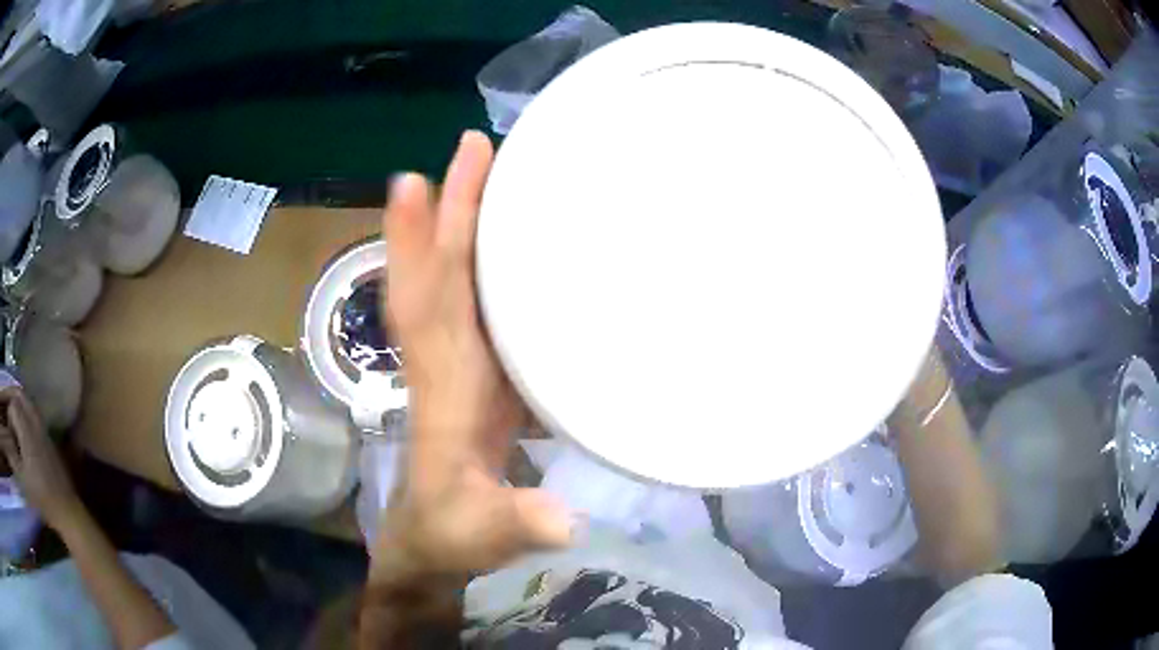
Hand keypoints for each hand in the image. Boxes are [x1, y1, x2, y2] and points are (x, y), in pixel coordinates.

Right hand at [0, 388, 83, 530]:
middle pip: (20, 395)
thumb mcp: (24, 481)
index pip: (13, 405)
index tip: (10, 435)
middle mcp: (34, 423)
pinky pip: (36, 416)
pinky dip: (28, 416)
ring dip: (20, 407)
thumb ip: (14, 461)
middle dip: (12, 400)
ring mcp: (44, 429)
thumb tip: (9, 453)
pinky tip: (26, 434)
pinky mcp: (50, 439)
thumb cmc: (42, 498)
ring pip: (28, 403)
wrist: (66, 511)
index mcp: (26, 430)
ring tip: (16, 425)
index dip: (9, 416)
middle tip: (10, 417)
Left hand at [376, 131, 572, 577]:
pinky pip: (474, 299)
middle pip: (439, 269)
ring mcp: (461, 359)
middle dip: (450, 206)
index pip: (432, 300)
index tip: (418, 180)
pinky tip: (510, 239)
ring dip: (463, 221)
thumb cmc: (454, 531)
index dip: (428, 242)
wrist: (436, 536)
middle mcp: (445, 356)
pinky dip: (484, 261)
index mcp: (443, 384)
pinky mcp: (480, 369)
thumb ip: (516, 524)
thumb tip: (566, 519)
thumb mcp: (482, 533)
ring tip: (487, 168)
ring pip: (453, 276)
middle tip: (472, 144)